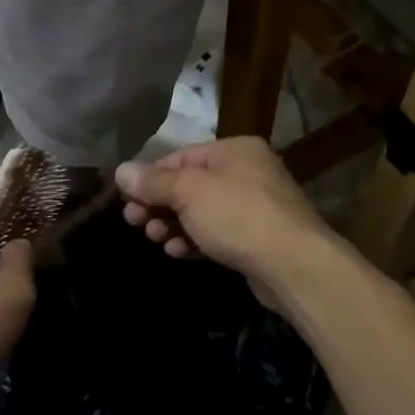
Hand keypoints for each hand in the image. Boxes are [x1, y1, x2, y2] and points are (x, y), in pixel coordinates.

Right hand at [115, 138, 331, 306]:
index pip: (180, 157)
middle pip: (190, 184)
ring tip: (155, 239)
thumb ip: (153, 182)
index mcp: (234, 150)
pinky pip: (217, 233)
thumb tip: (120, 171)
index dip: (150, 176)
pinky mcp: (257, 238)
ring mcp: (255, 206)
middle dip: (159, 204)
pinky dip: (195, 239)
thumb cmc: (238, 216)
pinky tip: (178, 252)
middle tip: (134, 222)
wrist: (293, 265)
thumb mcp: (189, 193)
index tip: (126, 198)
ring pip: (202, 211)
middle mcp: (247, 172)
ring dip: (173, 223)